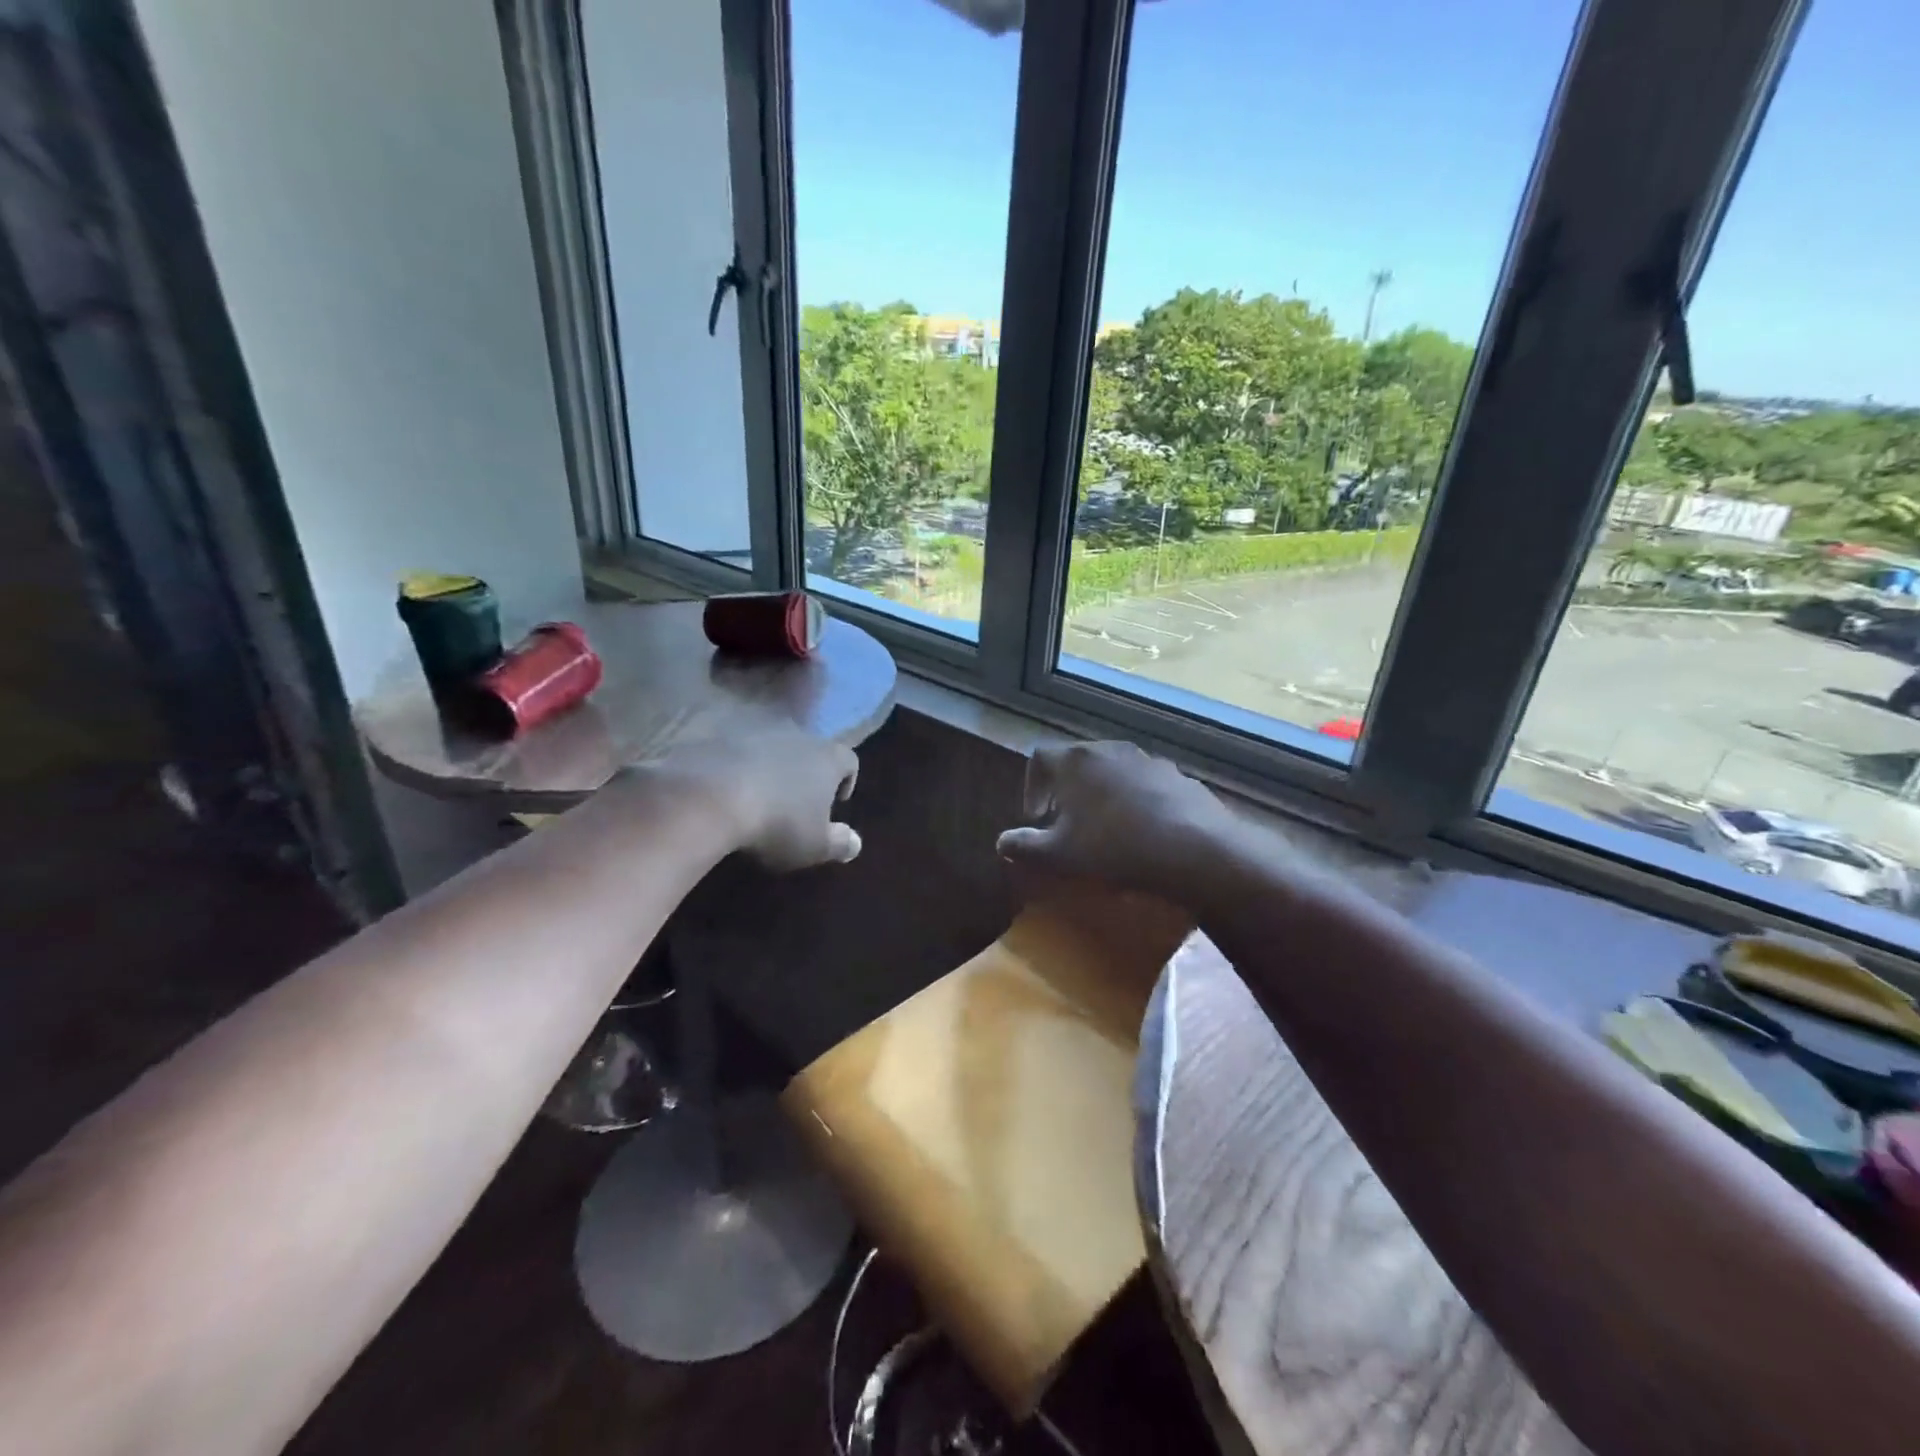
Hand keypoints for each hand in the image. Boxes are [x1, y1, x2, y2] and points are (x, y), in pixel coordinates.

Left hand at [650, 731, 860, 871]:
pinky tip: (722, 794)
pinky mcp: (716, 738)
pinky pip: (732, 752)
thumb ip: (838, 843)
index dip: (846, 780)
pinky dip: (732, 769)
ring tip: (756, 797)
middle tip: (794, 801)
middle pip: (808, 748)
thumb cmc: (777, 823)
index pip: (849, 760)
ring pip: (768, 747)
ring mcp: (752, 732)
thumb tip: (855, 843)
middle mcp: (795, 734)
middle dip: (804, 771)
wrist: (708, 798)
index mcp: (826, 757)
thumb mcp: (814, 845)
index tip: (836, 802)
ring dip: (766, 767)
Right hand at [995, 741, 1237, 899]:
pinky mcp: (1178, 776)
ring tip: (1106, 831)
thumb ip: (1025, 847)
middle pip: (1077, 763)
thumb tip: (1002, 843)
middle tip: (1067, 825)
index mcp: (1074, 761)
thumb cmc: (1113, 847)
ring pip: (1113, 772)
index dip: (1031, 786)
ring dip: (1102, 796)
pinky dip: (1136, 802)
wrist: (1194, 848)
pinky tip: (1143, 833)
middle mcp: (1109, 749)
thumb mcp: (1059, 855)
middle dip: (1067, 792)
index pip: (1039, 759)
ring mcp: (1147, 760)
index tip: (1036, 818)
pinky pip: (1145, 785)